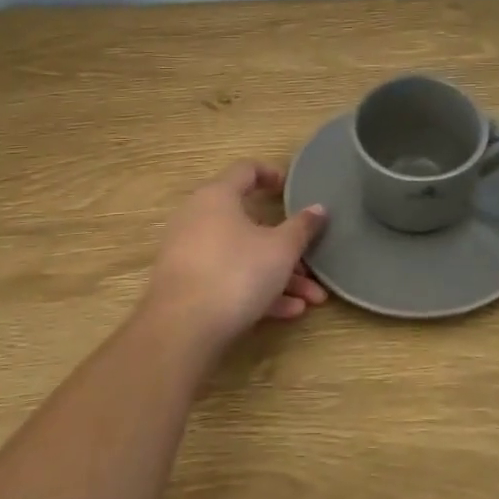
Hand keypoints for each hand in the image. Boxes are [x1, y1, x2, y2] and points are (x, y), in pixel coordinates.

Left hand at [142, 161, 328, 349]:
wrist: (181, 329)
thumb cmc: (236, 272)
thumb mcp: (281, 250)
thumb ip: (302, 227)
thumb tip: (318, 209)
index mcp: (218, 196)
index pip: (246, 170)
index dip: (272, 175)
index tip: (292, 190)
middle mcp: (199, 218)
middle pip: (250, 224)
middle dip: (287, 247)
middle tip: (311, 263)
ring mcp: (189, 253)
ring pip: (243, 256)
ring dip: (280, 275)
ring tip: (311, 299)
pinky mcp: (187, 285)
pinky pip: (228, 278)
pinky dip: (257, 290)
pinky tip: (288, 312)